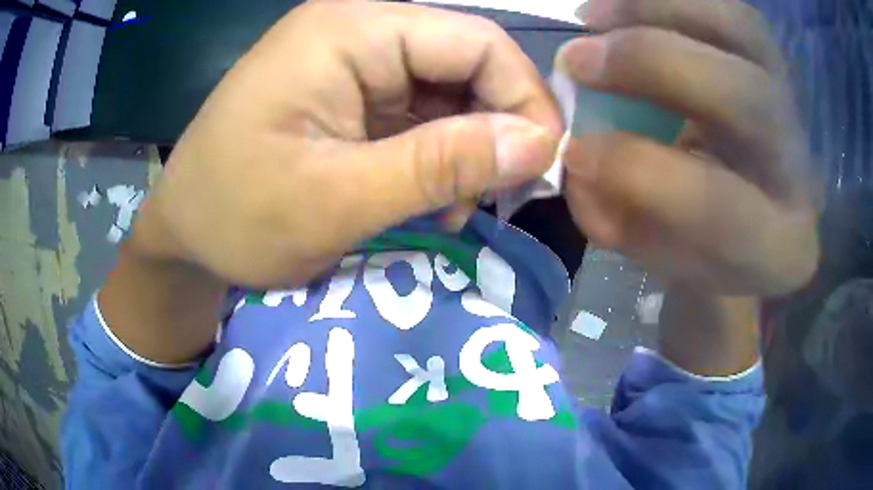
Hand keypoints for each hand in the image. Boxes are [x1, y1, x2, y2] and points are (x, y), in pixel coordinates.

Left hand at [131, 1, 560, 287]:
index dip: (524, 99)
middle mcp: (356, 31)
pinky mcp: (349, 95)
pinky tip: (428, 197)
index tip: (540, 167)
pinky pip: (420, 113)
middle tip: (496, 195)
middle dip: (496, 128)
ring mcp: (352, 62)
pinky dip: (438, 155)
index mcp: (348, 30)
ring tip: (452, 206)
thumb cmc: (235, 216)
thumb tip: (539, 145)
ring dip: (466, 148)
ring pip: (448, 91)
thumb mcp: (337, 198)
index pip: (477, 41)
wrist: (183, 234)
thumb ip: (441, 164)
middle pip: (466, 62)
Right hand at [559, 0, 818, 295]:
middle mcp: (797, 165)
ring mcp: (792, 101)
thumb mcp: (667, 256)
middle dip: (648, 64)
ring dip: (655, 8)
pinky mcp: (773, 61)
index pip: (716, 202)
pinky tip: (622, 6)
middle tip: (576, 60)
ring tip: (592, 17)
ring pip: (741, 28)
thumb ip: (620, 219)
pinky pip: (728, 7)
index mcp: (776, 244)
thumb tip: (576, 157)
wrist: (760, 213)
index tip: (572, 150)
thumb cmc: (712, 244)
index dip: (634, 169)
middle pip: (743, 95)